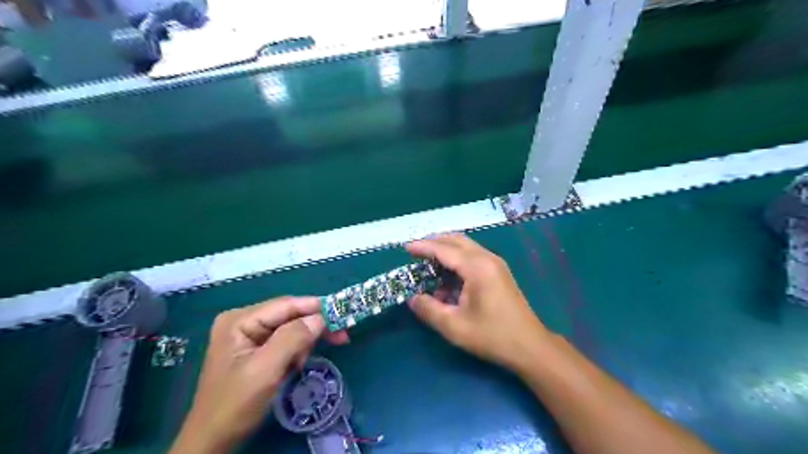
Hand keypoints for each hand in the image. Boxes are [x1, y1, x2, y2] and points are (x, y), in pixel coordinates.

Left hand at [170, 297, 346, 450]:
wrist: (212, 441)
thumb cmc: (235, 405)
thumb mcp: (265, 370)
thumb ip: (292, 339)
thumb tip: (321, 318)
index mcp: (240, 320)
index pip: (286, 305)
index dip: (316, 308)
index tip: (343, 315)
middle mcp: (244, 321)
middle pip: (289, 315)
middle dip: (312, 328)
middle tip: (341, 337)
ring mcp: (248, 335)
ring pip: (290, 329)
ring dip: (303, 344)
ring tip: (301, 365)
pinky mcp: (255, 349)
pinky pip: (285, 342)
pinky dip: (296, 352)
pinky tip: (294, 366)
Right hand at [408, 234, 552, 372]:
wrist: (530, 346)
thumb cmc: (492, 336)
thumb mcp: (454, 326)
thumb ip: (429, 309)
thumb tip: (412, 298)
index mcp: (476, 267)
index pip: (444, 249)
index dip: (423, 247)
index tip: (406, 248)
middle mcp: (487, 258)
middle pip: (456, 240)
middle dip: (434, 243)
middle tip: (416, 252)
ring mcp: (496, 264)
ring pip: (466, 247)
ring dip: (446, 251)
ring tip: (428, 264)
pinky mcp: (499, 272)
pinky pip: (474, 257)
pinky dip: (457, 260)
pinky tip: (448, 278)